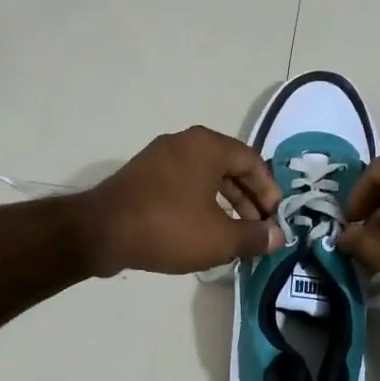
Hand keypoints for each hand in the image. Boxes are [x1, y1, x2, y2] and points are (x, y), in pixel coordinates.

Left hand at [77, 126, 284, 276]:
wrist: (101, 232)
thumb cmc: (168, 228)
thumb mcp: (220, 238)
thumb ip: (254, 236)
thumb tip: (278, 236)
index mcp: (208, 146)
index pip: (252, 161)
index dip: (269, 191)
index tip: (274, 219)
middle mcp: (185, 142)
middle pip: (229, 167)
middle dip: (248, 200)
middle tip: (258, 229)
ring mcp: (160, 157)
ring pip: (206, 177)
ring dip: (225, 204)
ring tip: (235, 235)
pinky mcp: (143, 175)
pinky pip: (183, 184)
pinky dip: (200, 203)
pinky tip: (203, 231)